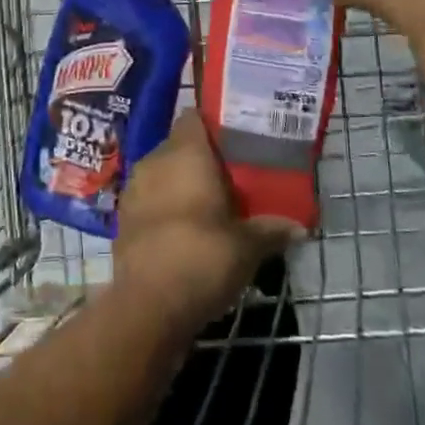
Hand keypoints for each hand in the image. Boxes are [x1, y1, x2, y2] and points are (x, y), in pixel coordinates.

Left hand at [115, 111, 302, 327]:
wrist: (149, 306)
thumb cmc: (203, 258)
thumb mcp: (248, 246)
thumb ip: (272, 229)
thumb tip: (300, 227)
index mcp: (185, 153)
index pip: (195, 117)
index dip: (214, 124)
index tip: (236, 139)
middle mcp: (155, 161)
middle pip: (180, 146)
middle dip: (202, 159)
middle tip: (232, 176)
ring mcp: (134, 190)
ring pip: (163, 174)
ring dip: (182, 185)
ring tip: (211, 205)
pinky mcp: (123, 220)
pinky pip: (150, 200)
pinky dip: (166, 208)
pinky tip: (186, 230)